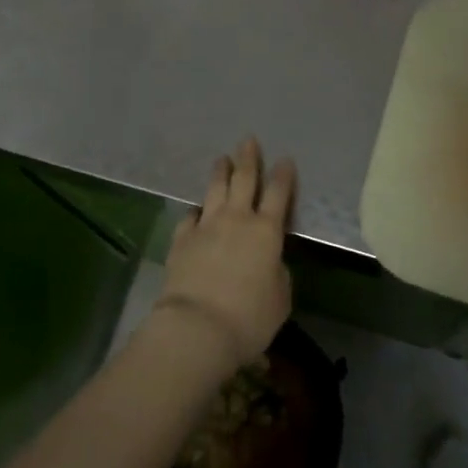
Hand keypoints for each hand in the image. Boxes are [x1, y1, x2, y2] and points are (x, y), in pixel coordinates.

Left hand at [154, 137, 294, 370]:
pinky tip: (196, 210)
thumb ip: (277, 273)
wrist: (198, 327)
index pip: (279, 194)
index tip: (285, 160)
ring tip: (222, 159)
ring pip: (215, 190)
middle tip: (248, 140)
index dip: (283, 176)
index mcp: (266, 231)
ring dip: (220, 172)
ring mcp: (206, 226)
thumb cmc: (249, 317)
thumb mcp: (280, 299)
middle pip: (244, 179)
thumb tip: (268, 262)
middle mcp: (237, 219)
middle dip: (248, 158)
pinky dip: (196, 211)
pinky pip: (190, 217)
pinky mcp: (182, 239)